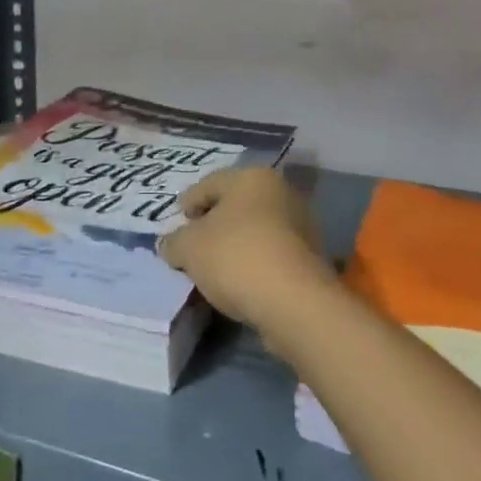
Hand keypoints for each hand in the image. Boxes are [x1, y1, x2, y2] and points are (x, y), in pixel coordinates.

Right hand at [158, 168, 334, 347]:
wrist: (295, 302)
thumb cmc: (237, 257)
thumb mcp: (190, 248)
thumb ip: (174, 242)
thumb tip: (170, 244)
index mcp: (252, 177)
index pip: (211, 183)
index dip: (189, 201)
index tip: (177, 219)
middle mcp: (281, 192)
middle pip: (236, 204)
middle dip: (214, 222)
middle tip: (193, 241)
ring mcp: (301, 225)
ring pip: (256, 229)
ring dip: (235, 243)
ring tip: (215, 266)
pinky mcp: (311, 258)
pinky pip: (271, 253)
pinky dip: (254, 262)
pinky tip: (240, 281)